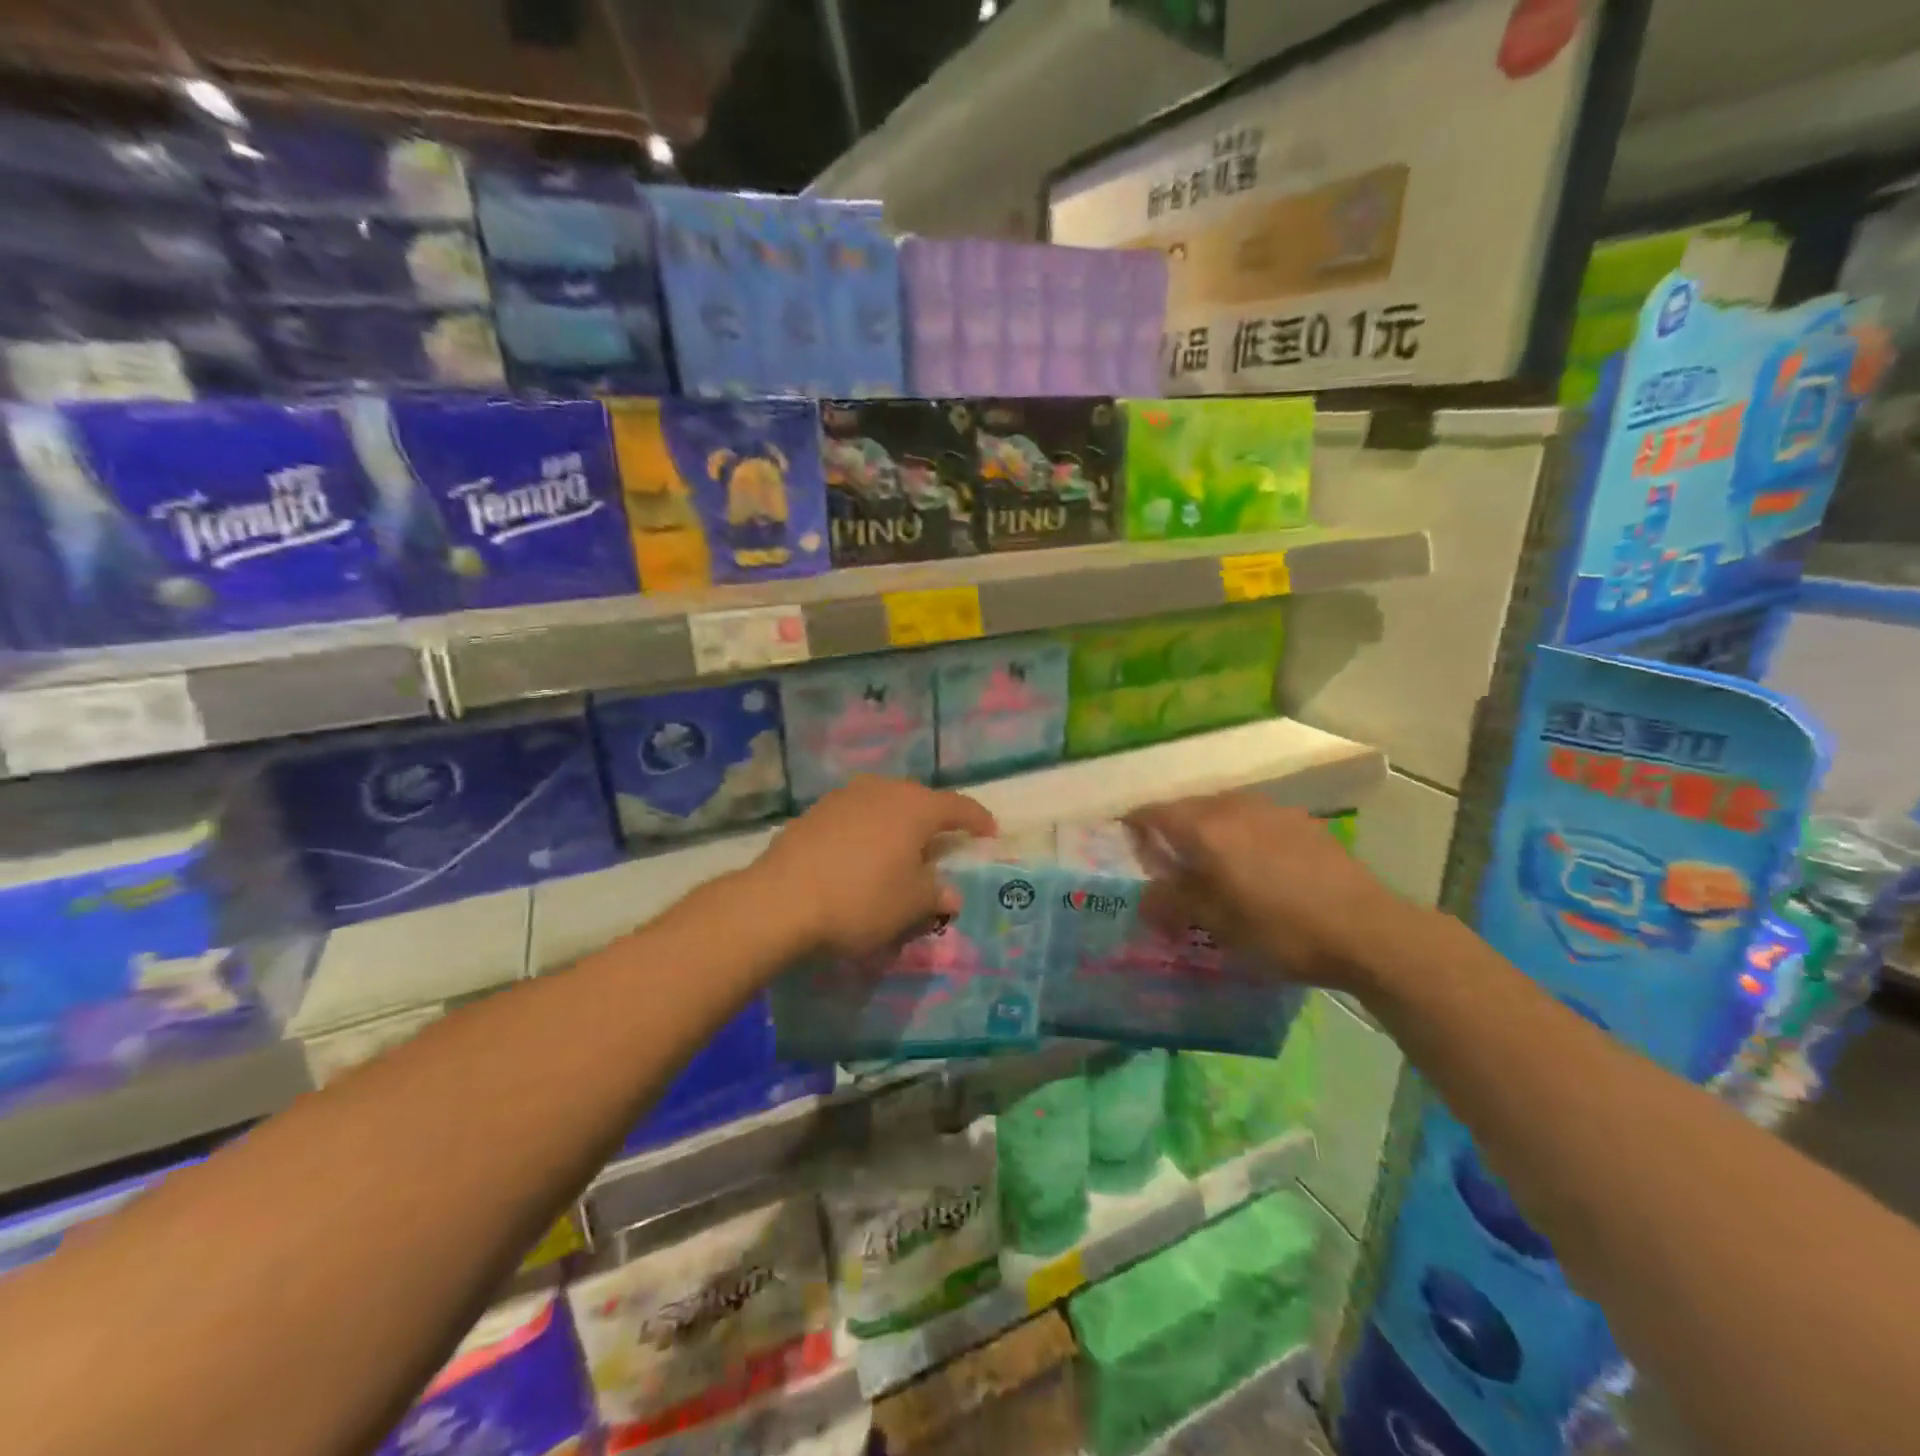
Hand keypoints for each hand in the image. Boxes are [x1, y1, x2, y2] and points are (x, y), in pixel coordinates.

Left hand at [752, 776, 998, 957]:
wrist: (781, 900)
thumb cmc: (861, 899)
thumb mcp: (910, 906)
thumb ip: (936, 895)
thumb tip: (949, 893)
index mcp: (915, 807)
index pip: (958, 807)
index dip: (977, 819)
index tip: (990, 832)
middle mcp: (882, 790)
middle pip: (919, 800)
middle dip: (934, 819)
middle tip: (942, 843)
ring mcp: (844, 797)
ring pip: (883, 804)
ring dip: (897, 823)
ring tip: (899, 848)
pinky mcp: (814, 812)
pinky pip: (855, 816)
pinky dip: (867, 830)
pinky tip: (860, 855)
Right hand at [1124, 791, 1410, 990]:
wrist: (1367, 930)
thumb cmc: (1281, 930)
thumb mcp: (1218, 925)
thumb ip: (1174, 903)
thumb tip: (1145, 897)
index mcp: (1206, 829)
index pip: (1153, 813)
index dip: (1133, 826)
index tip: (1125, 844)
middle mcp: (1233, 807)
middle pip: (1187, 807)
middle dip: (1170, 829)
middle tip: (1165, 861)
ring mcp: (1271, 810)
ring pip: (1222, 810)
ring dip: (1206, 829)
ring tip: (1209, 863)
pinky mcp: (1301, 821)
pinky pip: (1253, 818)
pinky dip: (1239, 833)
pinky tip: (1254, 864)